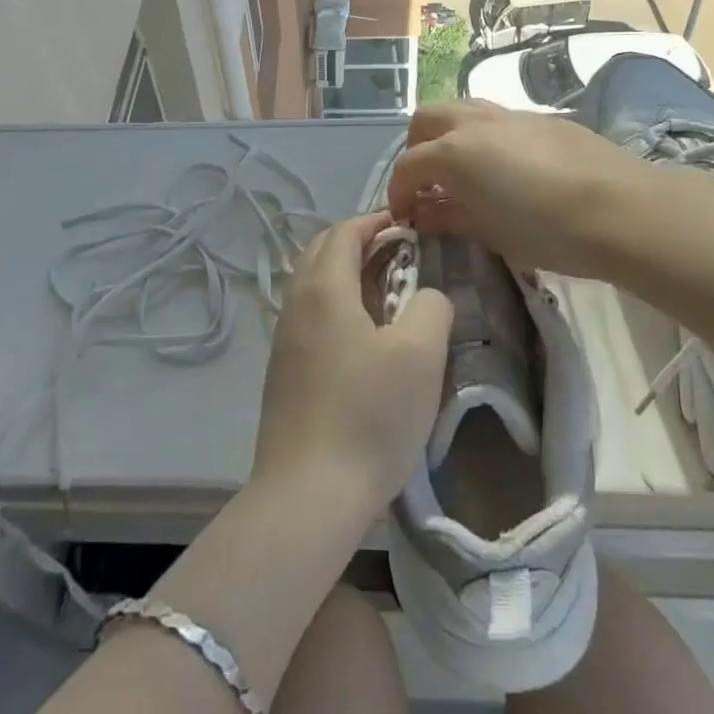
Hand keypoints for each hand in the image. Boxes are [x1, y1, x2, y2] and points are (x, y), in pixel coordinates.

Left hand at [253, 212, 452, 512]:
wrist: (308, 493)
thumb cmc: (369, 415)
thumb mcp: (420, 355)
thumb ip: (431, 306)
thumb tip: (426, 295)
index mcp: (324, 289)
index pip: (344, 232)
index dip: (375, 221)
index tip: (407, 224)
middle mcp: (295, 304)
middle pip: (320, 251)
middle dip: (357, 241)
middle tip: (398, 252)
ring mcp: (283, 339)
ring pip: (311, 284)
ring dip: (344, 273)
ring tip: (385, 290)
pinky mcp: (282, 371)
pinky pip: (308, 315)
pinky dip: (334, 303)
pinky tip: (361, 335)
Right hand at [386, 100, 689, 280]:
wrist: (621, 209)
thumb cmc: (547, 230)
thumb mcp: (490, 232)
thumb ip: (450, 217)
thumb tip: (425, 213)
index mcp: (454, 152)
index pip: (409, 166)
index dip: (399, 192)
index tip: (404, 216)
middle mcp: (474, 123)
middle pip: (427, 120)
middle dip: (417, 148)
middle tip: (428, 184)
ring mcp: (509, 115)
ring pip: (461, 109)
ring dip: (449, 135)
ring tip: (462, 171)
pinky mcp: (541, 118)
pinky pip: (496, 119)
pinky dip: (483, 136)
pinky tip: (505, 168)